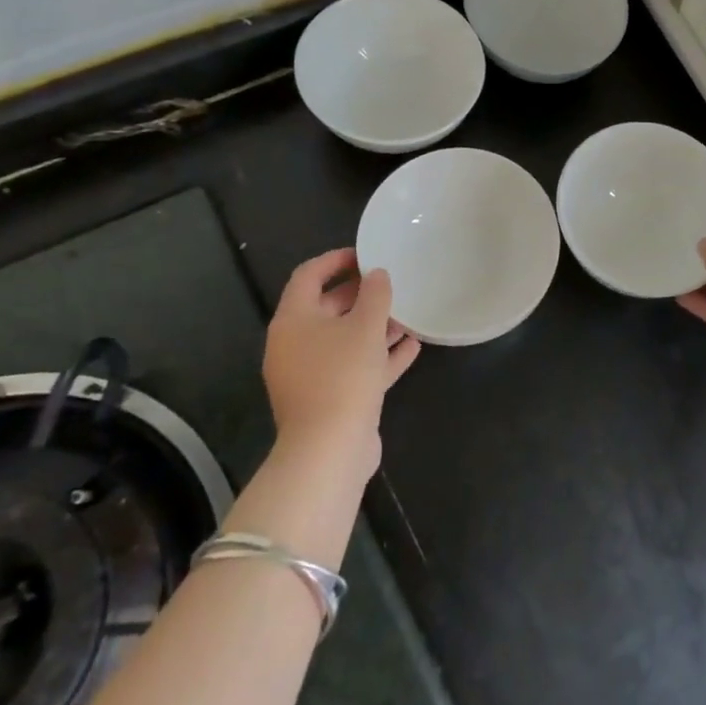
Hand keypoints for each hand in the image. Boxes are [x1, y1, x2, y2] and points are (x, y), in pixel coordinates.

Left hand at [261, 248, 418, 477]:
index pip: (308, 276)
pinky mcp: (330, 399)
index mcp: (293, 320)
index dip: (335, 260)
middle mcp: (295, 344)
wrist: (329, 450)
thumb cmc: (342, 376)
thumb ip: (374, 295)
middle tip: (391, 283)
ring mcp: (311, 375)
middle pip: (327, 308)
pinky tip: (412, 348)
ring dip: (375, 326)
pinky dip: (379, 356)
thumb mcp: (364, 327)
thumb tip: (377, 275)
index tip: (366, 253)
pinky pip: (355, 367)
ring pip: (344, 340)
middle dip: (361, 295)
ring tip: (408, 315)